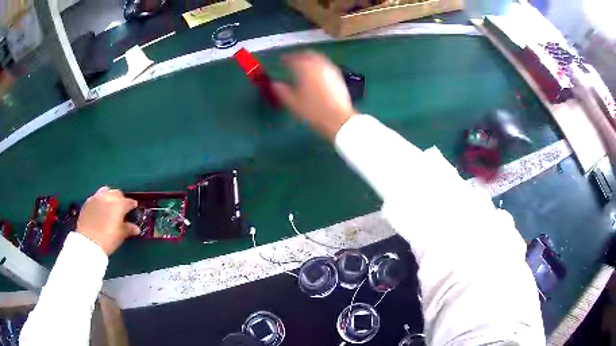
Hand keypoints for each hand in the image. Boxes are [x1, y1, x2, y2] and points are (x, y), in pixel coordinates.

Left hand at [77, 187, 139, 255]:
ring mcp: (96, 198)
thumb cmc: (108, 239)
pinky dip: (100, 200)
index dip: (132, 204)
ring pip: (105, 191)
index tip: (134, 208)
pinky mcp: (87, 202)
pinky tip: (100, 209)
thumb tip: (135, 228)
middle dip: (120, 198)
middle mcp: (108, 197)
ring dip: (109, 196)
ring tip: (110, 204)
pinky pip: (96, 197)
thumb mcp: (121, 235)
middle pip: (116, 193)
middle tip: (122, 207)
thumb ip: (128, 229)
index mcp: (118, 204)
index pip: (128, 201)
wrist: (88, 242)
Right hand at [273, 51, 355, 140]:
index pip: (292, 58)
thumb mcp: (293, 103)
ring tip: (303, 67)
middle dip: (298, 56)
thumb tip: (274, 84)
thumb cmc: (313, 111)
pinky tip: (316, 73)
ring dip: (309, 59)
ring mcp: (329, 68)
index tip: (280, 62)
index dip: (285, 59)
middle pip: (307, 54)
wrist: (338, 119)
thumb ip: (281, 91)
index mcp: (304, 68)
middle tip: (292, 61)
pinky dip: (318, 65)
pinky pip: (325, 64)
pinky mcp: (338, 75)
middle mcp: (318, 64)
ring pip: (318, 57)